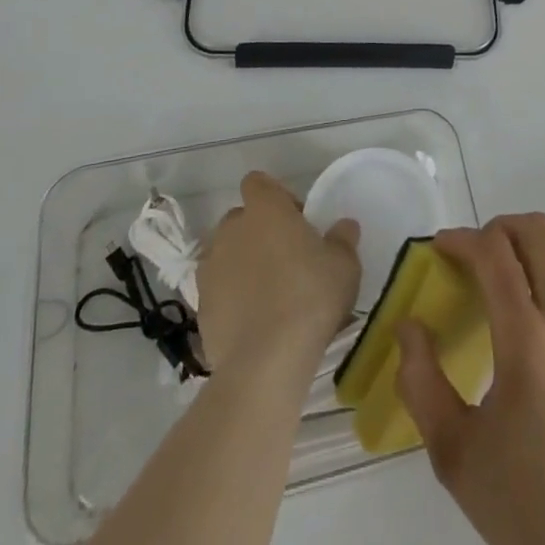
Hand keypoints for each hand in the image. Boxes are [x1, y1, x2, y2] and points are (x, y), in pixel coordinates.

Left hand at [196, 172, 360, 371]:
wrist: (266, 362)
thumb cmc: (310, 296)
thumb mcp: (344, 265)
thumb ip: (343, 239)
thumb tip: (344, 226)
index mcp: (264, 209)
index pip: (257, 182)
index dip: (276, 196)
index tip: (296, 220)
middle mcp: (231, 230)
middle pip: (240, 219)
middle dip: (258, 232)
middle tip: (285, 258)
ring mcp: (210, 269)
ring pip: (225, 255)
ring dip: (241, 265)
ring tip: (267, 294)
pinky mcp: (200, 308)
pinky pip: (217, 291)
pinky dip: (231, 299)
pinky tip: (253, 323)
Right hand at [396, 215, 544, 544]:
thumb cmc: (522, 506)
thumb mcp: (453, 453)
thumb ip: (421, 381)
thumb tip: (409, 326)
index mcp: (527, 342)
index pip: (494, 253)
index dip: (461, 238)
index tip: (440, 248)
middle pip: (538, 231)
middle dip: (498, 228)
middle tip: (473, 255)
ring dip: (530, 250)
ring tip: (504, 281)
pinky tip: (536, 328)